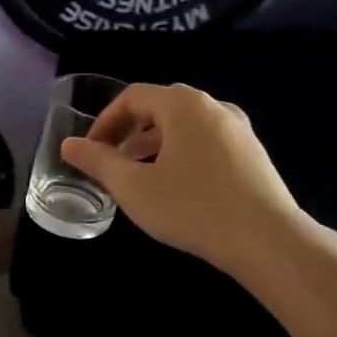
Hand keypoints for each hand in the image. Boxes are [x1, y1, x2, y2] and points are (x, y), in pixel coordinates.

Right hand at [59, 83, 313, 275]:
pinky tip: (175, 186)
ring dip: (153, 144)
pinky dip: (180, 153)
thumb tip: (69, 145)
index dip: (104, 121)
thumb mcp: (134, 187)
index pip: (133, 96)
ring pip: (184, 126)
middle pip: (160, 107)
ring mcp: (238, 129)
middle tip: (110, 161)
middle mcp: (213, 106)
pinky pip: (205, 141)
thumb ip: (98, 162)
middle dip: (128, 131)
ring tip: (137, 176)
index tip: (90, 151)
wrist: (267, 240)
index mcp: (183, 105)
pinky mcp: (252, 153)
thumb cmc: (192, 208)